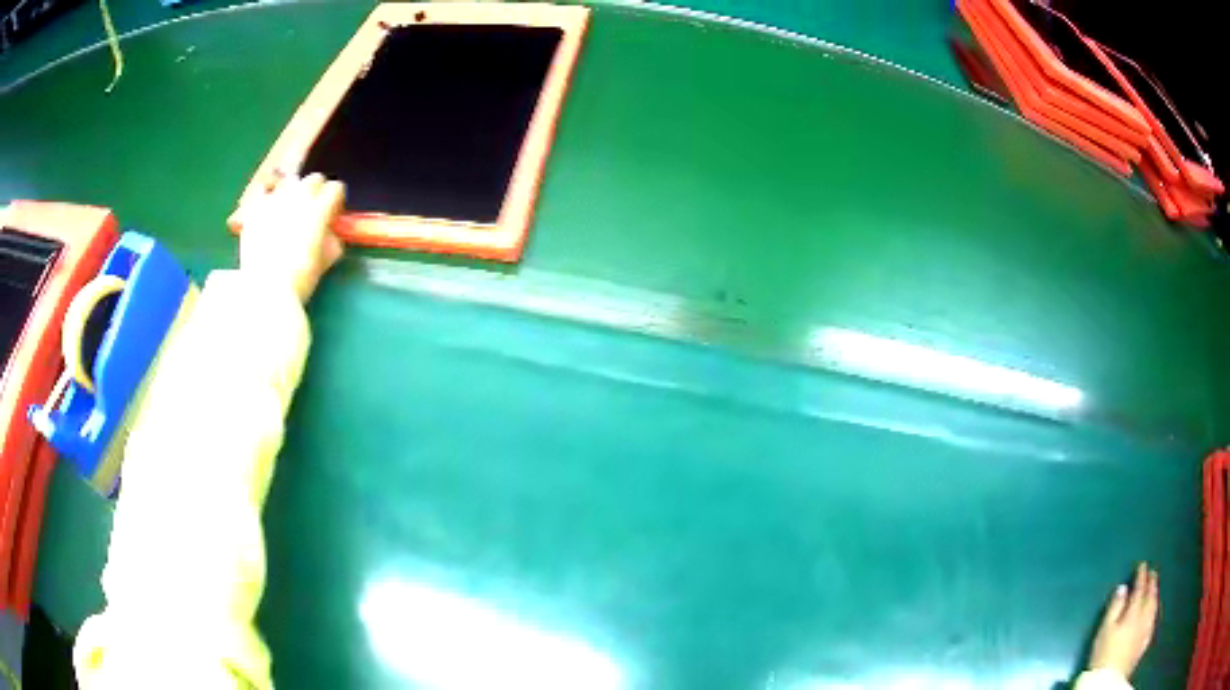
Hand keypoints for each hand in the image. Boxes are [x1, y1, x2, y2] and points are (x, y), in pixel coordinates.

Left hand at [238, 173, 345, 302]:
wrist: (266, 291)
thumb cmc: (300, 280)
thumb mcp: (325, 261)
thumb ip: (332, 240)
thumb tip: (331, 232)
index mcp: (319, 209)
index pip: (336, 188)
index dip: (337, 201)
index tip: (333, 215)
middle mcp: (298, 197)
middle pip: (314, 179)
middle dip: (317, 191)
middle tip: (313, 211)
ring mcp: (274, 200)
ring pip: (289, 181)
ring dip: (294, 191)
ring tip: (290, 208)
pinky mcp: (254, 209)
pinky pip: (263, 190)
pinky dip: (268, 195)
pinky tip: (268, 209)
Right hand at [1088, 563, 1159, 679]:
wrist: (1108, 681)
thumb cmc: (1104, 655)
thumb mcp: (1104, 631)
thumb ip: (1114, 608)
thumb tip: (1122, 589)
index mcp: (1134, 612)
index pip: (1140, 588)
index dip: (1141, 576)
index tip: (1142, 565)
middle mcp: (1144, 618)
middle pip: (1150, 597)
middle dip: (1152, 584)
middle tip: (1153, 573)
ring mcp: (1146, 631)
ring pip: (1154, 608)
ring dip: (1155, 597)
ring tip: (1155, 590)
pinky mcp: (1145, 643)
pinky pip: (1153, 623)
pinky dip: (1154, 614)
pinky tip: (1154, 615)